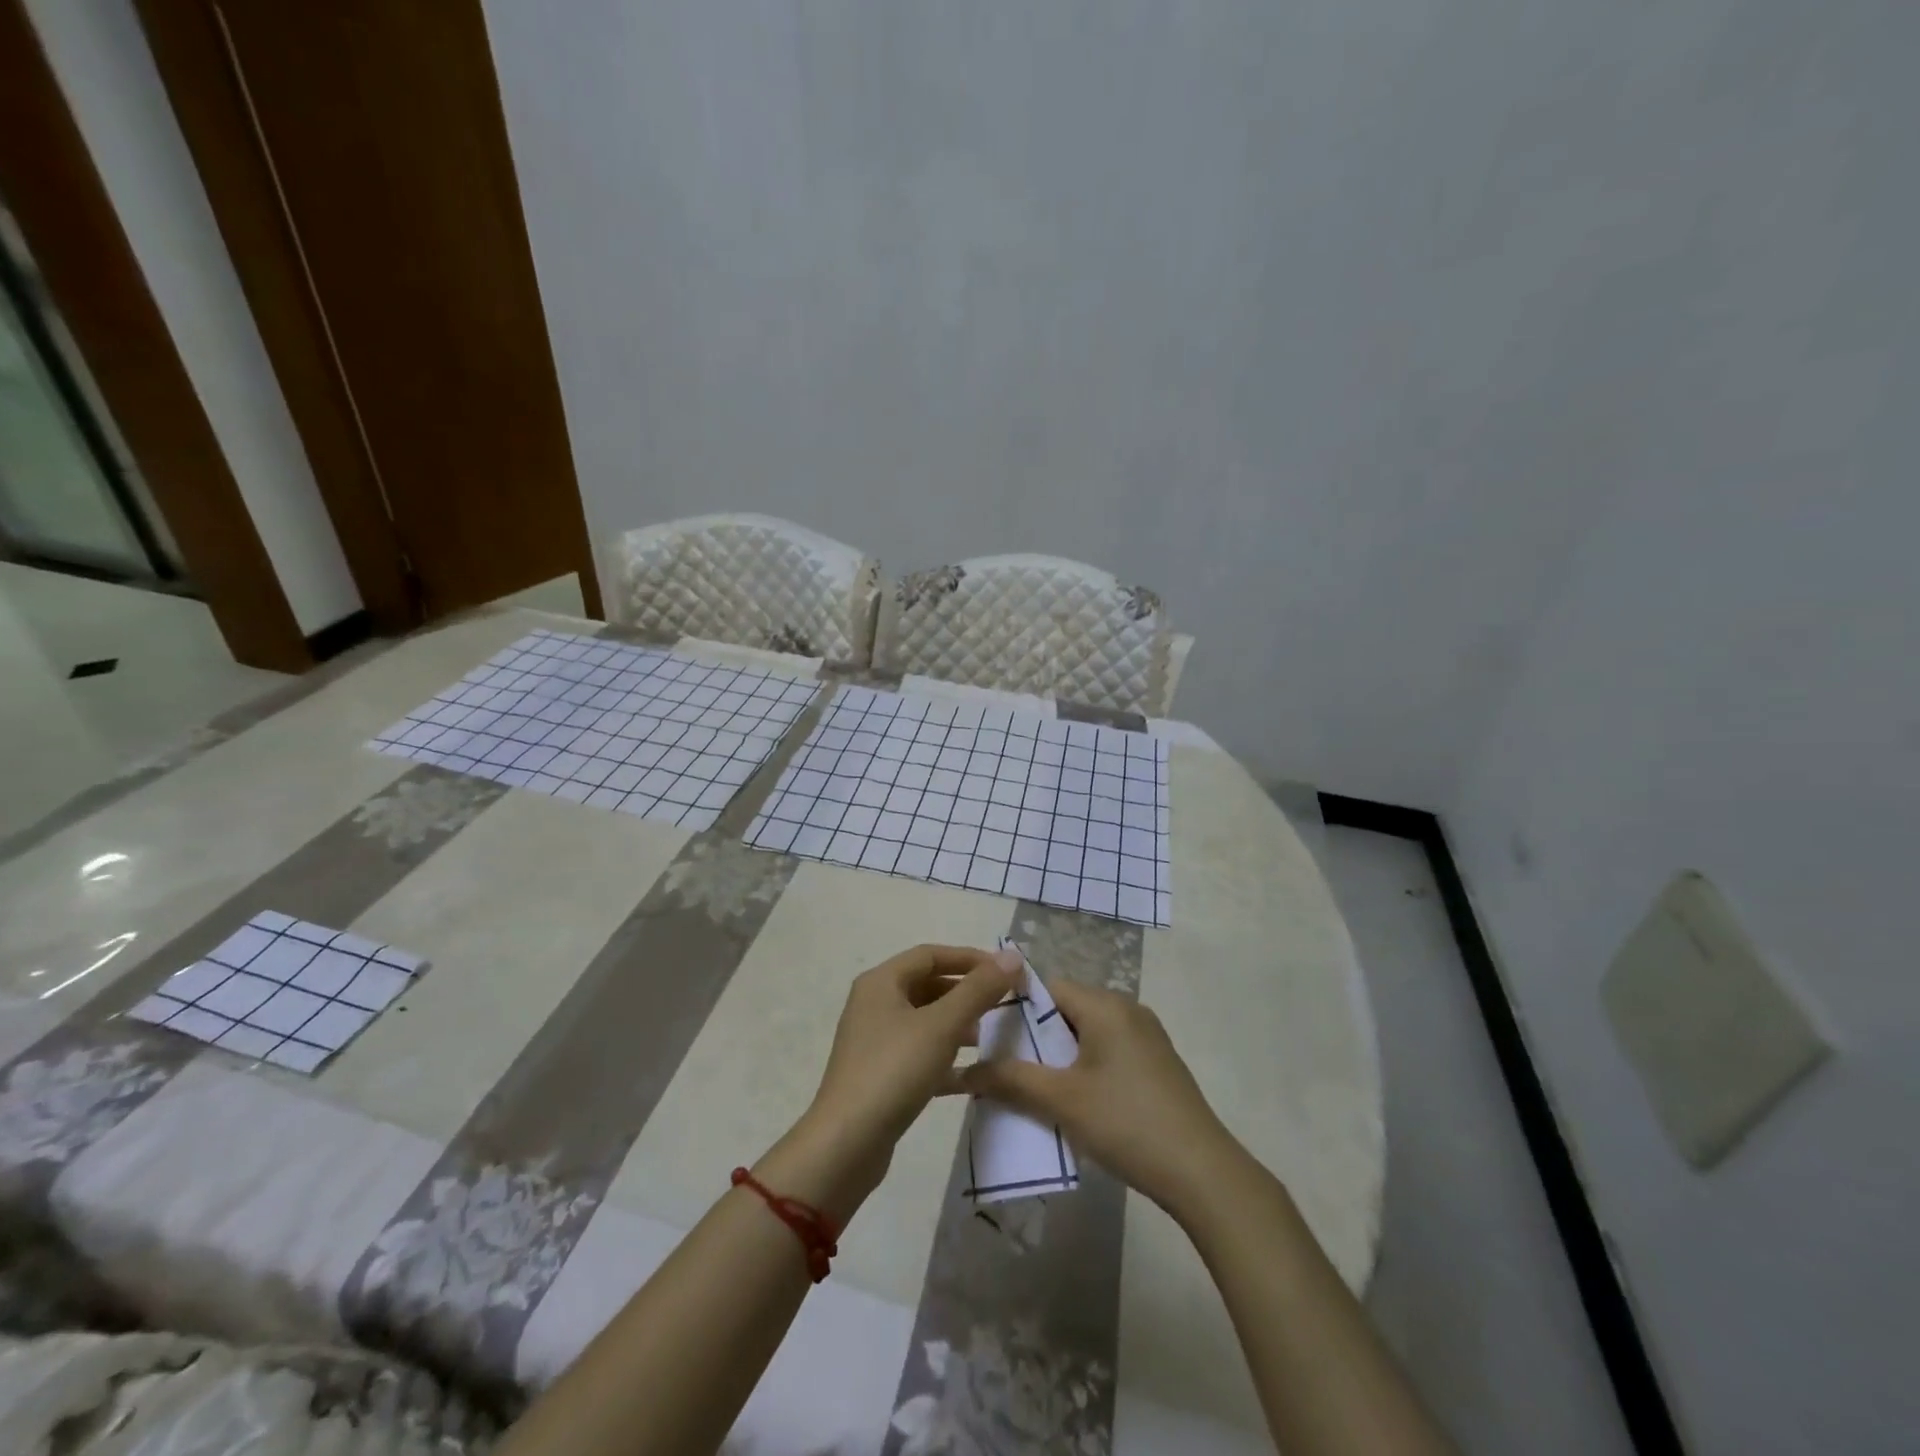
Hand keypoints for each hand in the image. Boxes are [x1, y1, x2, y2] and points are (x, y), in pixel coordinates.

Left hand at [768, 944, 1020, 1219]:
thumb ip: (979, 990)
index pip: (930, 955)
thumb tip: (1012, 956)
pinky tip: (972, 1075)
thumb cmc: (894, 1071)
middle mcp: (874, 1004)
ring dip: (957, 1024)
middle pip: (927, 985)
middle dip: (965, 993)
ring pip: (924, 1021)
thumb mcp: (942, 1026)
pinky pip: (919, 1053)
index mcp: (881, 982)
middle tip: (1001, 1005)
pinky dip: (945, 1057)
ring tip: (987, 1037)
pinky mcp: (880, 1074)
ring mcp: (874, 1041)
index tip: (1004, 972)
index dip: (969, 959)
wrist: (846, 1144)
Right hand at [960, 977, 1245, 1222]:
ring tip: (1033, 1089)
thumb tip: (966, 1070)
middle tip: (1007, 1069)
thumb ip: (1012, 1079)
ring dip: (1059, 1057)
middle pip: (1067, 1010)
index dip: (1015, 1009)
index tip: (991, 1039)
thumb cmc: (1126, 1122)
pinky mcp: (1157, 1063)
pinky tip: (1074, 1102)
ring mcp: (1147, 1036)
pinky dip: (1084, 1067)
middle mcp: (1127, 1009)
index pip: (1047, 988)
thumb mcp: (1062, 1100)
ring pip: (1087, 1033)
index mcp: (1105, 1005)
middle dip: (1035, 1037)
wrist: (1202, 1172)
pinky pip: (1108, 1051)